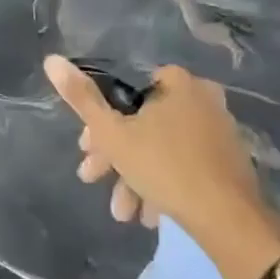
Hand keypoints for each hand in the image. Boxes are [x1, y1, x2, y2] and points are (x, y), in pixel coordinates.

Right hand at [43, 56, 279, 278]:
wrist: (228, 219)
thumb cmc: (164, 167)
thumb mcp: (112, 134)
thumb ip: (81, 98)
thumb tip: (51, 59)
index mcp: (176, 81)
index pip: (124, 92)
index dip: (98, 122)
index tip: (85, 150)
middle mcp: (201, 97)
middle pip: (142, 123)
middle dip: (114, 157)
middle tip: (94, 179)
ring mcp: (218, 129)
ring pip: (161, 148)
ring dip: (135, 177)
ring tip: (124, 213)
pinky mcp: (228, 160)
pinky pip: (183, 164)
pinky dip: (162, 183)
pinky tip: (150, 214)